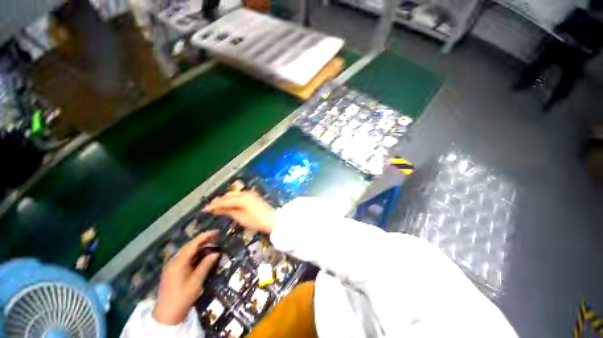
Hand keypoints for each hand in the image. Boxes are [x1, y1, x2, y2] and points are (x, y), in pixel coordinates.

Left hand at [153, 231, 219, 324]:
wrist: (167, 315)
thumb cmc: (183, 297)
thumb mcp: (197, 281)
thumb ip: (206, 265)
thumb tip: (216, 252)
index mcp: (178, 263)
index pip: (193, 244)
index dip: (205, 236)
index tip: (216, 232)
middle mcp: (173, 261)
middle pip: (189, 246)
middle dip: (203, 240)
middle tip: (216, 237)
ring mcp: (171, 266)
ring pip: (186, 251)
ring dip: (199, 247)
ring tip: (211, 245)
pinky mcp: (172, 271)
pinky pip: (184, 257)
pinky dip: (194, 254)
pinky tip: (201, 255)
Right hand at [203, 191, 274, 233]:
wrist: (272, 219)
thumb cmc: (256, 221)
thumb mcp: (241, 218)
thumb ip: (228, 211)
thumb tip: (216, 209)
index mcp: (241, 198)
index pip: (224, 200)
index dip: (214, 205)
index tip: (204, 209)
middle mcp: (245, 193)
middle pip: (228, 195)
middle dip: (218, 201)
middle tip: (209, 207)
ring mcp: (250, 193)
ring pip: (233, 194)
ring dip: (225, 199)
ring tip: (217, 206)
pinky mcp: (253, 196)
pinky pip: (239, 195)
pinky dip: (232, 199)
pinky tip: (228, 203)